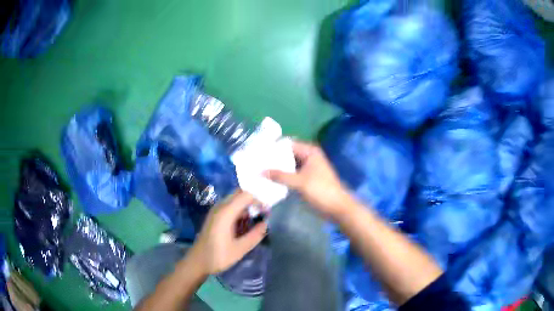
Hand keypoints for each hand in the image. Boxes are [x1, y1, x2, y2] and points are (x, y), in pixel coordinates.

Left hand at [189, 191, 267, 274]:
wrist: (198, 262)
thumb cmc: (218, 256)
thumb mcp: (240, 249)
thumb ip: (255, 235)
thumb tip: (267, 223)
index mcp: (225, 212)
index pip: (245, 195)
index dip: (259, 198)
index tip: (269, 208)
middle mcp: (220, 207)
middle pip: (240, 194)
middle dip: (254, 199)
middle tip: (266, 210)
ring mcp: (216, 211)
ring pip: (235, 200)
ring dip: (248, 205)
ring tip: (260, 216)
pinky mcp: (216, 217)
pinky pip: (231, 207)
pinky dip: (241, 210)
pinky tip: (247, 222)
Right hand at [266, 140, 353, 220]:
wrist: (337, 208)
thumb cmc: (321, 190)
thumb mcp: (300, 182)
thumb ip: (280, 176)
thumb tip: (260, 172)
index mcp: (309, 152)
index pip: (287, 144)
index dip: (273, 147)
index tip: (258, 152)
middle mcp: (308, 156)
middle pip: (287, 154)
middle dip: (273, 158)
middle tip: (256, 162)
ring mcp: (308, 168)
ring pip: (289, 165)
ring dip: (277, 168)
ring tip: (259, 170)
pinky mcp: (306, 179)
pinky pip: (291, 174)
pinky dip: (283, 176)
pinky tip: (270, 180)